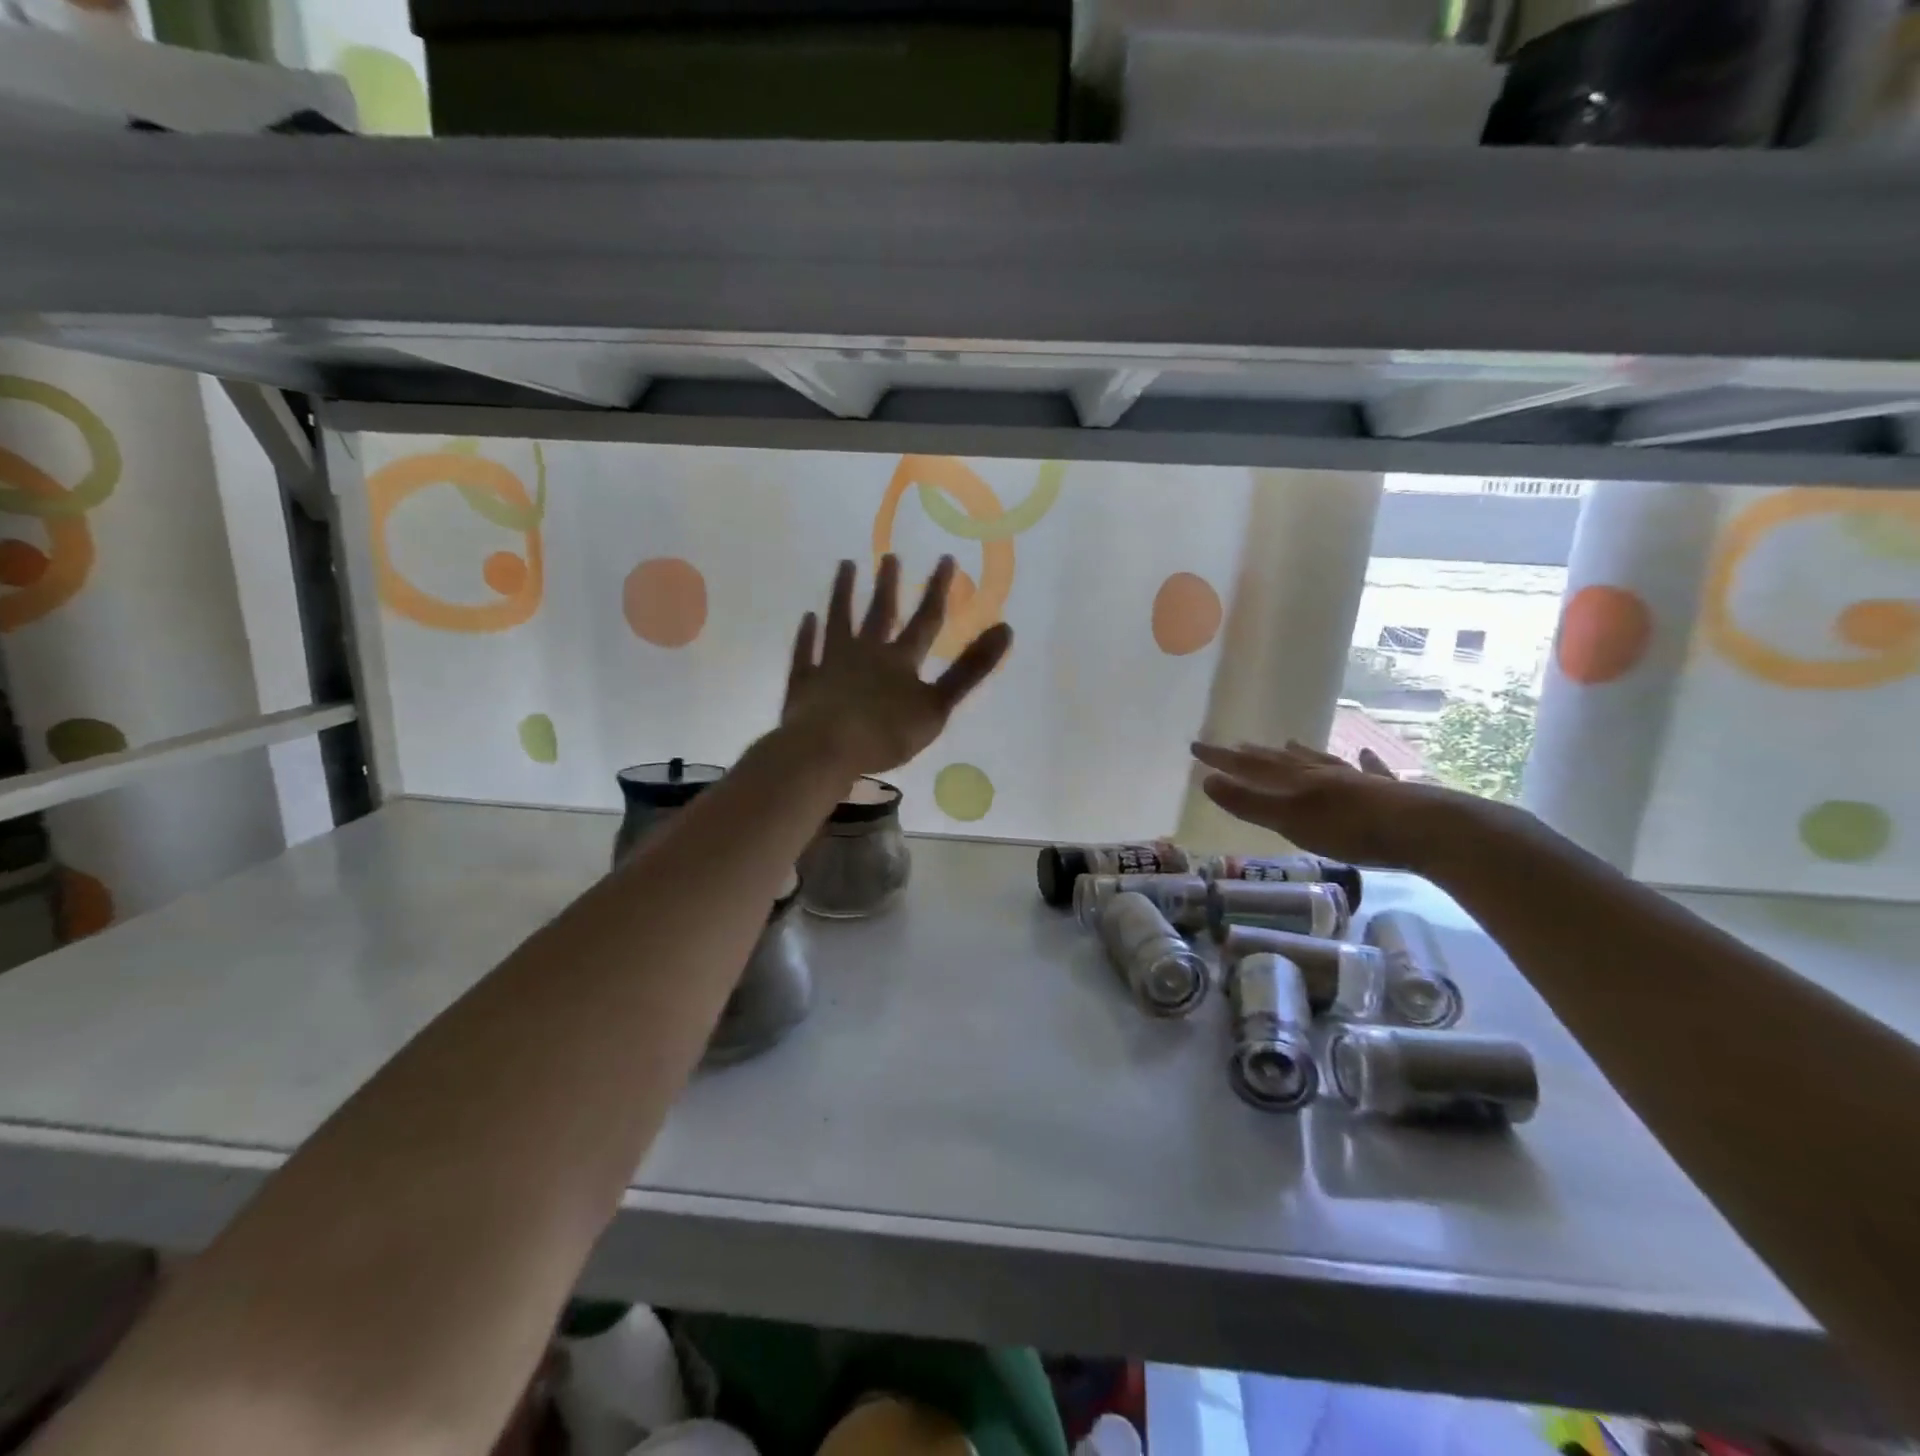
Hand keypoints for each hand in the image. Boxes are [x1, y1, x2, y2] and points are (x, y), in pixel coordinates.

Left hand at [783, 555, 1012, 777]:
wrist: (825, 748)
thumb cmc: (886, 733)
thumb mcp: (937, 705)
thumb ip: (970, 669)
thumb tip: (1006, 629)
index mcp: (900, 660)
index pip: (925, 620)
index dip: (938, 591)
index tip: (946, 558)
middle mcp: (865, 653)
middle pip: (879, 613)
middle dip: (887, 584)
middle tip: (889, 556)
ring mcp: (831, 664)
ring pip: (838, 621)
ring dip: (843, 594)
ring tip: (845, 566)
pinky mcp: (805, 682)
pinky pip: (806, 651)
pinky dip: (807, 635)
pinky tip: (808, 619)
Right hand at [1190, 739, 1504, 872]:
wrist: (1423, 828)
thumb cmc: (1350, 828)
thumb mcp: (1290, 820)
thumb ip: (1249, 803)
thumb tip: (1207, 781)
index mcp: (1295, 781)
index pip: (1248, 766)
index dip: (1221, 758)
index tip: (1196, 746)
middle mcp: (1321, 774)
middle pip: (1281, 760)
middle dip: (1255, 755)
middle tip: (1235, 746)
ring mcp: (1355, 781)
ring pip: (1320, 762)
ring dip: (1300, 753)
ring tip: (1288, 742)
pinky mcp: (1387, 794)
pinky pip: (1369, 772)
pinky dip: (1363, 763)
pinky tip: (1366, 755)